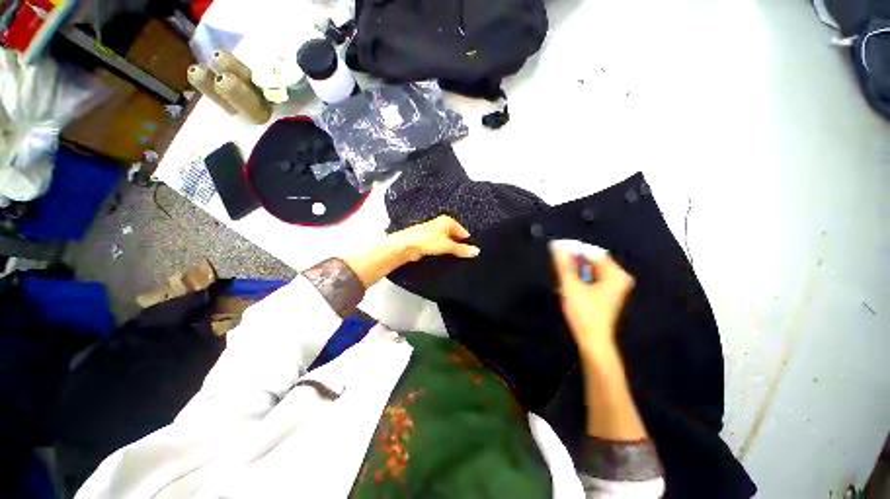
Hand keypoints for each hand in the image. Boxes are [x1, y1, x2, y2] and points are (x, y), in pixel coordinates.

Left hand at [344, 215, 479, 287]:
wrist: (406, 246)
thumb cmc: (426, 240)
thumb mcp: (447, 245)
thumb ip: (462, 249)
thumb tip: (476, 251)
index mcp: (447, 221)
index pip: (463, 231)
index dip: (467, 241)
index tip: (472, 251)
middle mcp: (441, 225)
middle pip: (455, 236)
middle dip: (460, 246)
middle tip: (466, 256)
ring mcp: (434, 233)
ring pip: (448, 242)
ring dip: (451, 250)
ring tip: (456, 258)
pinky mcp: (429, 242)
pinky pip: (441, 247)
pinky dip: (444, 252)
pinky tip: (446, 258)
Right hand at [549, 240, 633, 357]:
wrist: (593, 340)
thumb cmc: (584, 313)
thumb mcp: (571, 286)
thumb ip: (564, 265)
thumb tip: (557, 246)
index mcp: (615, 275)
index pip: (593, 253)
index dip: (574, 249)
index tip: (557, 247)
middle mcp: (618, 278)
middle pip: (593, 261)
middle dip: (574, 260)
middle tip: (557, 261)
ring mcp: (614, 287)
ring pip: (591, 270)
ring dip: (575, 269)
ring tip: (561, 271)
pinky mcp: (607, 294)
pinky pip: (592, 278)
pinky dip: (580, 277)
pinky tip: (568, 281)